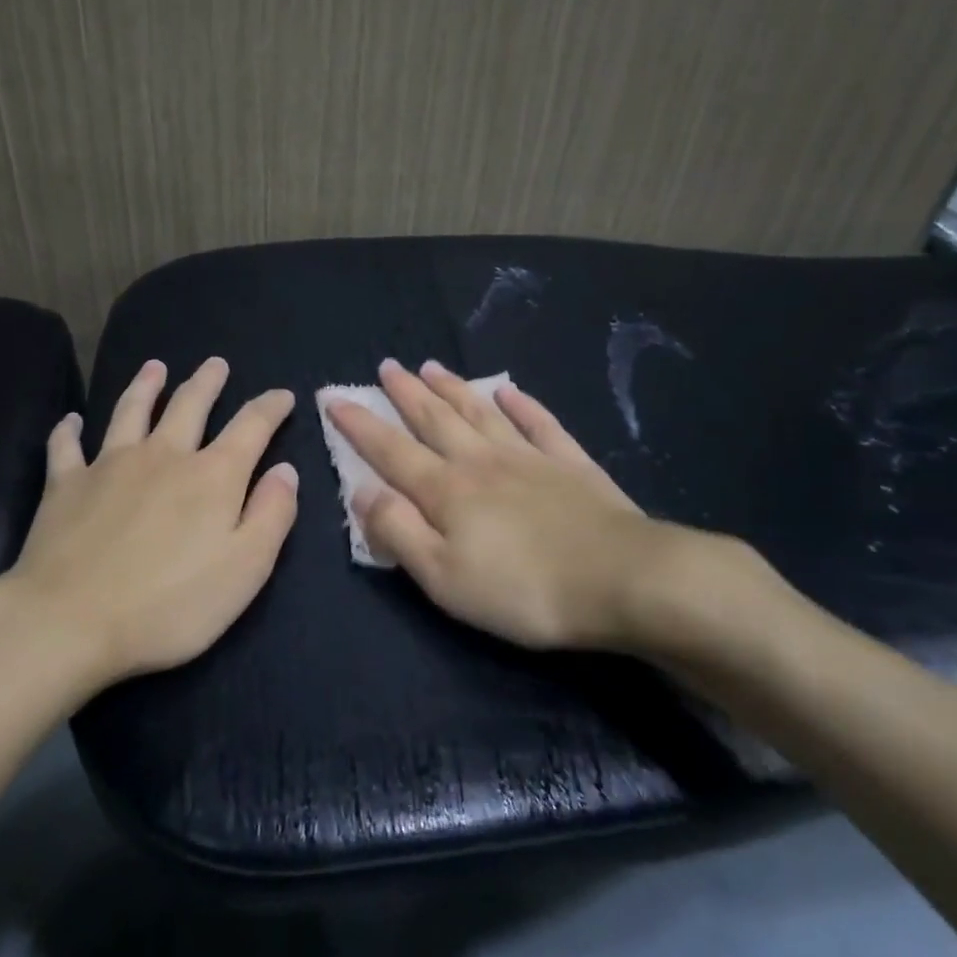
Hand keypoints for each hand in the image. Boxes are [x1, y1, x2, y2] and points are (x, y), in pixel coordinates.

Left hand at [0, 358, 298, 690]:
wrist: (68, 622)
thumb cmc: (168, 605)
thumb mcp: (245, 569)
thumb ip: (272, 515)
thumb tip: (286, 470)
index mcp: (212, 476)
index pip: (251, 426)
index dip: (270, 407)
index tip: (283, 395)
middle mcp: (163, 456)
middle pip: (189, 405)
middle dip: (207, 382)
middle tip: (216, 363)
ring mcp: (109, 465)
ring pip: (131, 411)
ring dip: (146, 386)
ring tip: (154, 367)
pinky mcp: (65, 485)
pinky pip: (66, 447)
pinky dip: (69, 430)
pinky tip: (71, 421)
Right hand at [325, 360, 789, 664]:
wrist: (621, 580)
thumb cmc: (522, 590)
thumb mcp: (443, 577)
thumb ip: (398, 531)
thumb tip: (361, 491)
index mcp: (446, 490)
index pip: (390, 450)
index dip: (360, 424)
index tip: (334, 397)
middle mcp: (480, 461)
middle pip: (435, 419)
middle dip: (406, 392)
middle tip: (386, 366)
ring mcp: (528, 457)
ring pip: (480, 412)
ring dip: (453, 388)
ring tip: (432, 366)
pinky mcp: (570, 464)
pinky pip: (540, 423)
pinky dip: (522, 404)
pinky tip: (509, 390)